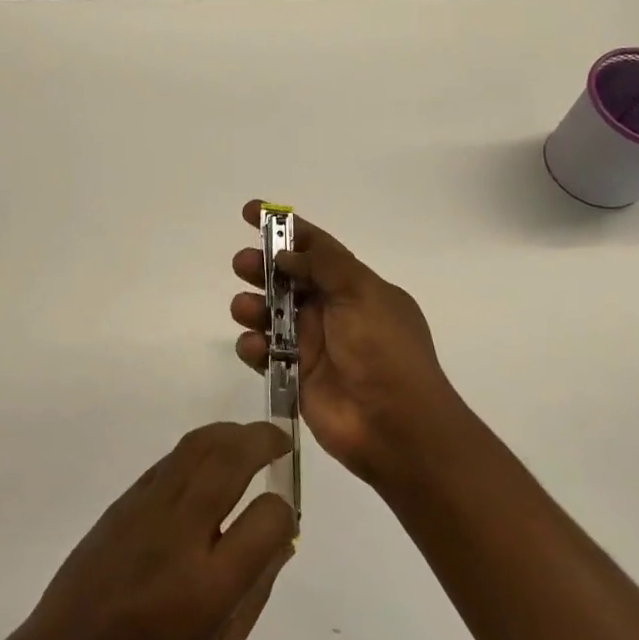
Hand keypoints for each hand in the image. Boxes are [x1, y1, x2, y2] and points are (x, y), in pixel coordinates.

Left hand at [9, 421, 296, 639]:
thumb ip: (253, 596)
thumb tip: (280, 541)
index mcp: (207, 586)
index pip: (266, 519)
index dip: (285, 512)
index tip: (286, 520)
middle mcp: (178, 534)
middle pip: (229, 461)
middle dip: (262, 441)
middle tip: (281, 442)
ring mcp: (146, 510)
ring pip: (196, 448)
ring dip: (230, 434)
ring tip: (251, 440)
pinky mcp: (123, 502)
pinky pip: (169, 461)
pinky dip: (198, 449)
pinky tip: (210, 462)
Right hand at [231, 200, 465, 485]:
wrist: (396, 427)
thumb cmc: (384, 351)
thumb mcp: (362, 293)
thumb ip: (323, 266)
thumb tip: (286, 254)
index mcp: (355, 287)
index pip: (316, 248)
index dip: (285, 228)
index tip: (250, 212)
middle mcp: (332, 311)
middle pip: (287, 278)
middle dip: (261, 267)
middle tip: (242, 264)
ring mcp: (312, 343)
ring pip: (270, 313)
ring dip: (252, 305)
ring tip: (246, 309)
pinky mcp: (295, 375)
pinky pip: (264, 352)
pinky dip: (253, 346)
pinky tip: (255, 348)